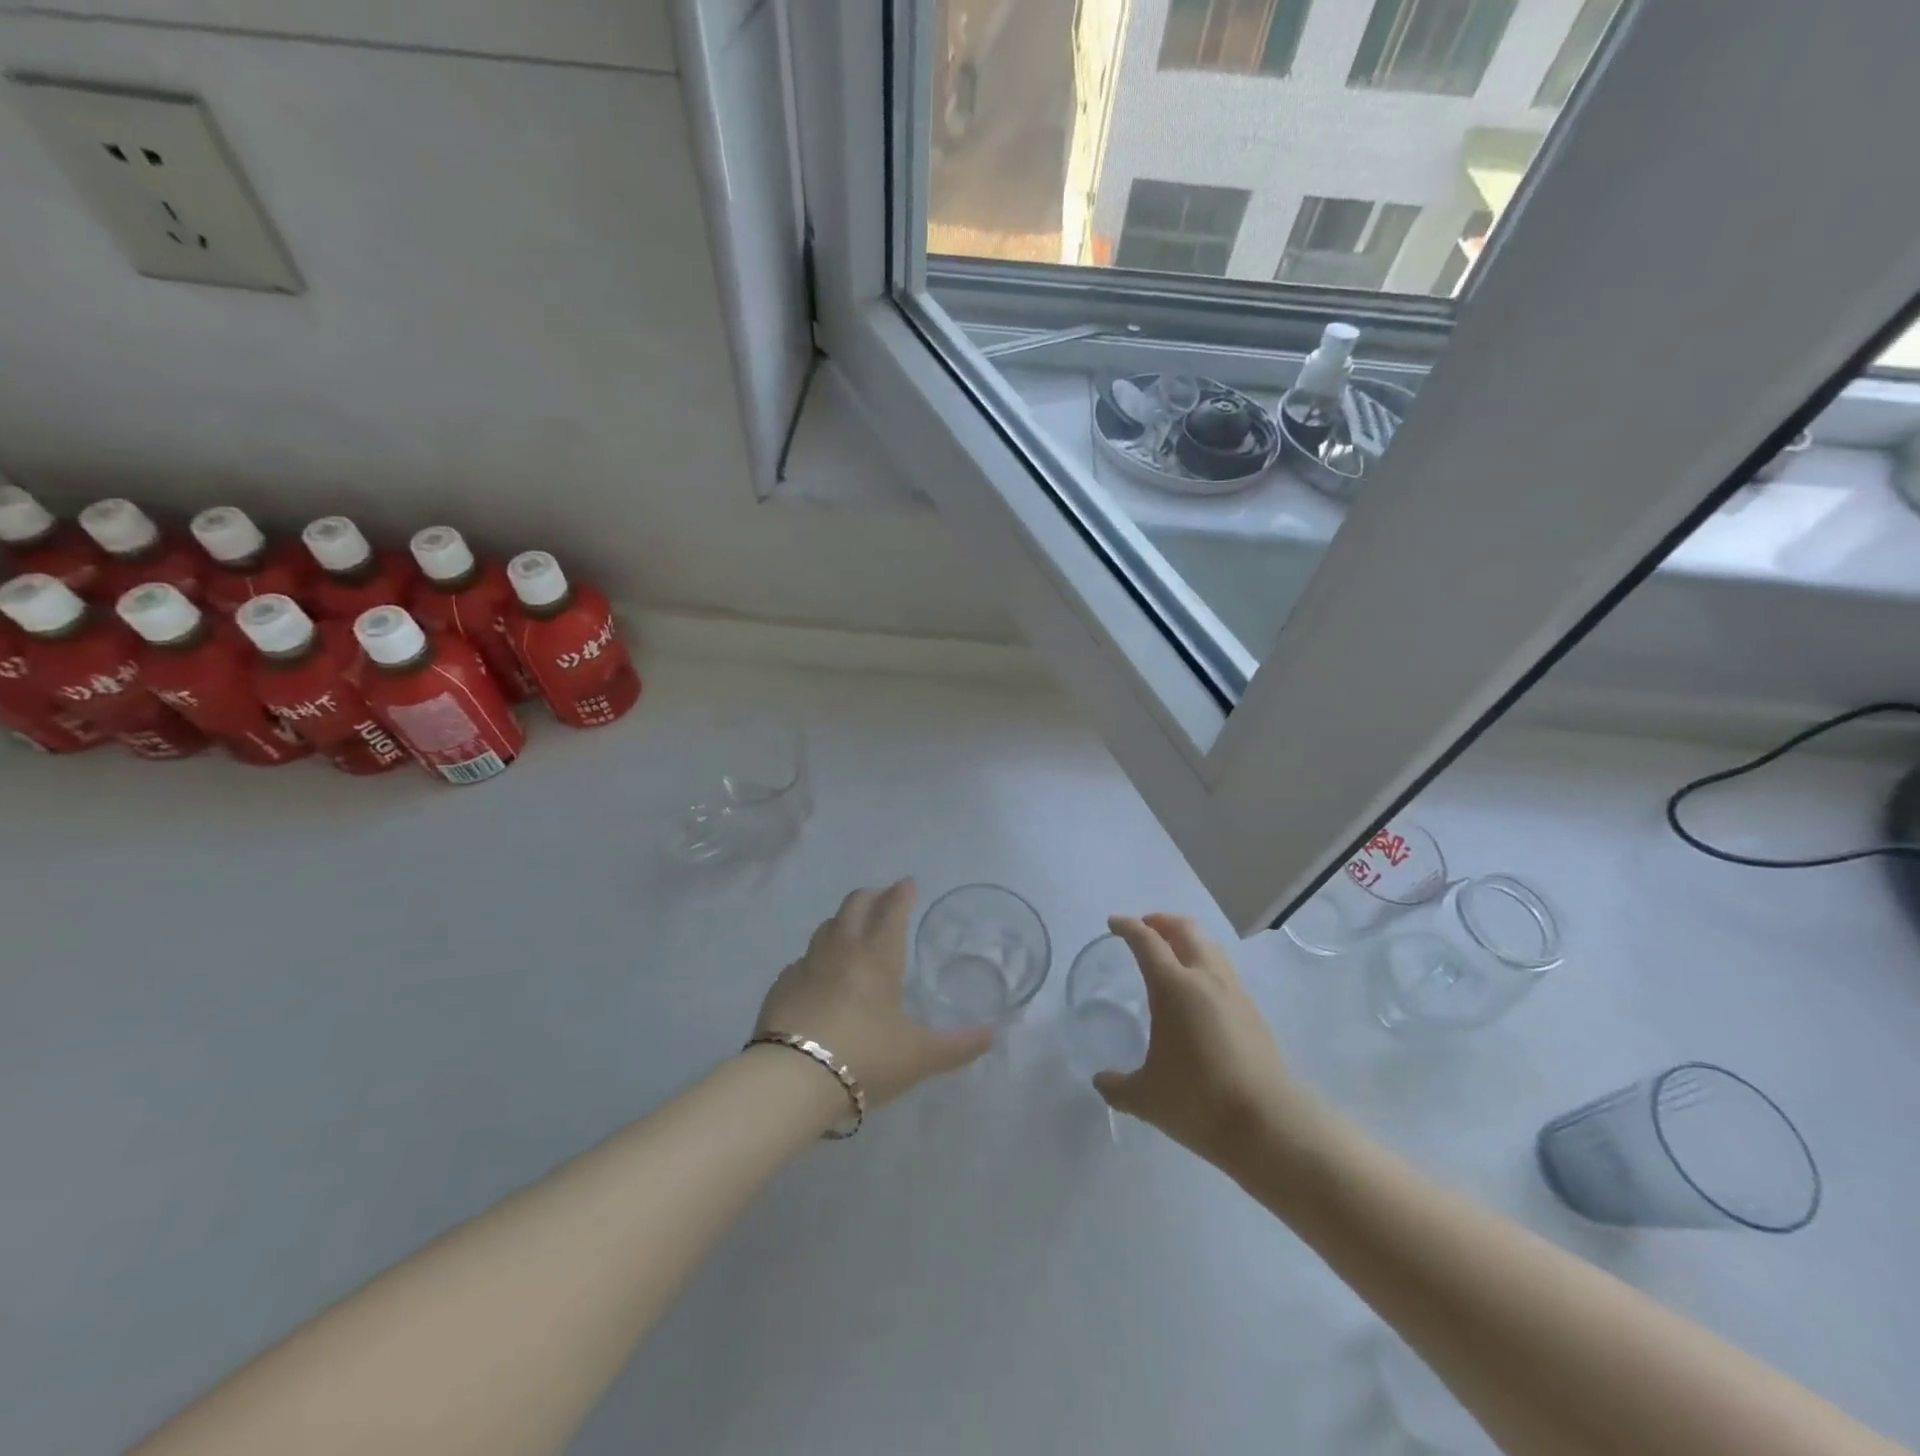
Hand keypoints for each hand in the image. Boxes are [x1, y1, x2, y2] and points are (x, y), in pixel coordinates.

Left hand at [754, 879, 993, 1108]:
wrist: (791, 1080)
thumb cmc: (865, 1058)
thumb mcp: (919, 1056)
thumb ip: (958, 1046)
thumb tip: (993, 1036)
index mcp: (878, 956)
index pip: (892, 910)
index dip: (902, 893)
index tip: (908, 884)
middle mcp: (842, 950)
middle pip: (854, 905)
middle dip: (871, 896)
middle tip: (883, 899)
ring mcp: (807, 965)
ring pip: (826, 927)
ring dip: (843, 921)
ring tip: (853, 931)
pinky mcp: (781, 986)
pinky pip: (803, 959)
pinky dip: (817, 956)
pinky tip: (820, 975)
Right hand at [1095, 914, 1316, 1166]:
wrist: (1269, 1124)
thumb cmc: (1198, 1101)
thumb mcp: (1145, 1098)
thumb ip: (1117, 1085)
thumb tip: (1100, 1081)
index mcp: (1173, 987)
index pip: (1146, 941)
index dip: (1128, 927)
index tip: (1114, 923)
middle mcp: (1205, 978)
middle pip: (1184, 929)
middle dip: (1161, 921)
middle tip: (1144, 928)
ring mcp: (1234, 992)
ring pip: (1209, 946)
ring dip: (1187, 939)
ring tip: (1172, 953)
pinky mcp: (1253, 1011)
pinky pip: (1224, 970)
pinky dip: (1205, 963)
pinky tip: (1198, 991)